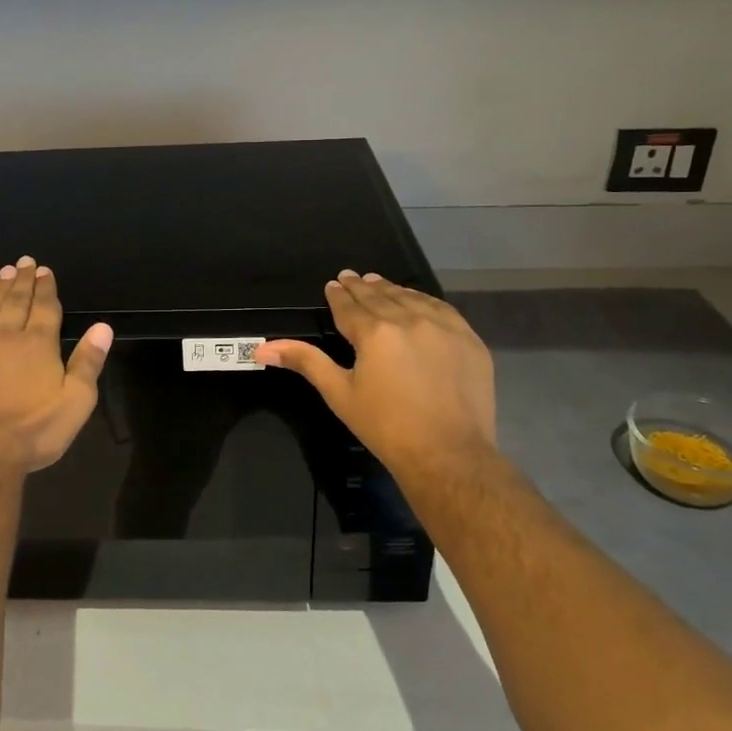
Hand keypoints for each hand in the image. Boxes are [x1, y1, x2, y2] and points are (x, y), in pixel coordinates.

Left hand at [0, 256, 113, 475]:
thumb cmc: (34, 431)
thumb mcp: (76, 402)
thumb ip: (88, 362)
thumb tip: (103, 327)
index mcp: (39, 344)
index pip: (45, 307)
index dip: (46, 287)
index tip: (45, 270)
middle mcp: (6, 335)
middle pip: (16, 301)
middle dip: (23, 280)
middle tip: (24, 262)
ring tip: (4, 272)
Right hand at [255, 271, 496, 485]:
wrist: (448, 453)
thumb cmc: (386, 426)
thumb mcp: (339, 393)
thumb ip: (305, 362)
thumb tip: (262, 348)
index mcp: (374, 332)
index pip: (350, 306)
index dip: (338, 295)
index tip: (333, 284)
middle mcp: (409, 320)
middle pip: (380, 296)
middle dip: (362, 287)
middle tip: (351, 277)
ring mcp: (444, 328)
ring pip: (412, 298)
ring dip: (392, 290)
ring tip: (379, 284)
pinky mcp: (469, 340)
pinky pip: (443, 310)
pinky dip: (425, 301)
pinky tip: (418, 301)